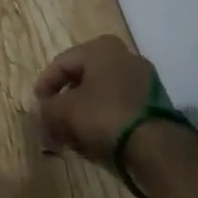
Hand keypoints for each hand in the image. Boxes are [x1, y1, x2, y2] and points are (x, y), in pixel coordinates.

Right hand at [33, 35, 158, 165]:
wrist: (160, 150)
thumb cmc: (105, 116)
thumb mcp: (65, 112)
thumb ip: (47, 110)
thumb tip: (40, 114)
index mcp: (101, 48)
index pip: (62, 63)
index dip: (45, 85)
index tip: (37, 105)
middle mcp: (125, 56)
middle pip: (84, 79)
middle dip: (67, 101)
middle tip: (55, 120)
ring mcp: (145, 81)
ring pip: (103, 95)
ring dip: (86, 112)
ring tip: (74, 135)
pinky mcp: (158, 106)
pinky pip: (122, 108)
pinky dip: (106, 120)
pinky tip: (97, 139)